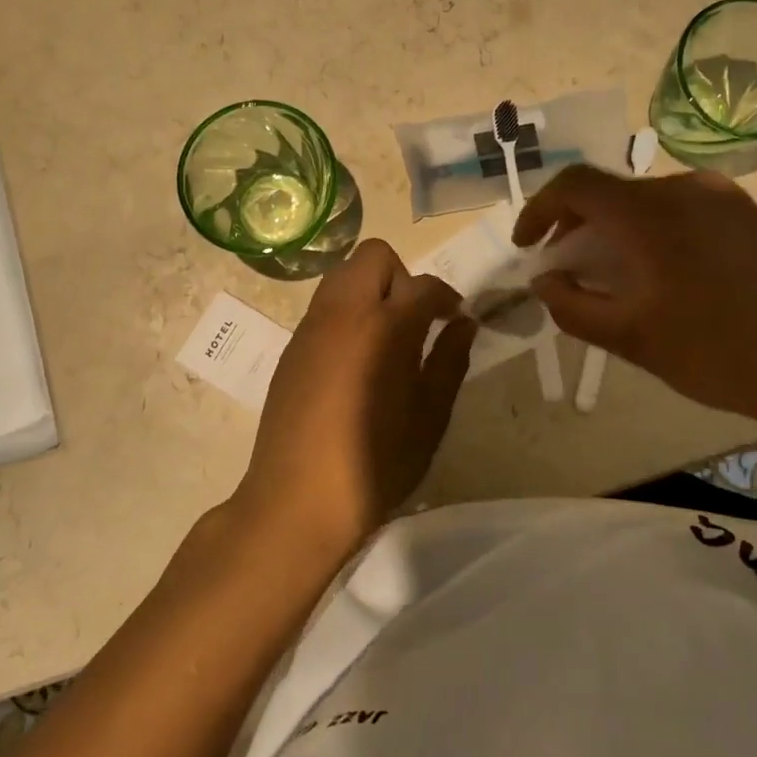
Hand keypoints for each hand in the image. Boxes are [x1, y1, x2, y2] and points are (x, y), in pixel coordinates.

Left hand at [234, 240, 476, 554]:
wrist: (297, 498)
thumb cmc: (376, 462)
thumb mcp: (430, 416)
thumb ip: (449, 360)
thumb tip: (464, 323)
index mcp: (385, 325)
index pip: (424, 284)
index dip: (446, 296)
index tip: (454, 319)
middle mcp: (343, 312)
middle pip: (374, 257)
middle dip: (402, 277)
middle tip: (415, 321)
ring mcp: (311, 327)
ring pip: (343, 276)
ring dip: (370, 291)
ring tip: (385, 338)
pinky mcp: (291, 347)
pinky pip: (324, 306)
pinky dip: (346, 314)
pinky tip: (355, 361)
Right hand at [512, 165, 756, 442]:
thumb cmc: (721, 355)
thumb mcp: (634, 340)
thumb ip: (574, 307)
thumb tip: (543, 281)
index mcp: (652, 214)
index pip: (575, 185)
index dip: (539, 210)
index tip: (528, 246)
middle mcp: (687, 189)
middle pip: (611, 191)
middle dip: (576, 225)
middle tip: (565, 268)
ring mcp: (724, 197)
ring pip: (647, 200)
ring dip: (615, 229)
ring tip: (611, 274)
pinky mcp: (749, 213)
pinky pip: (683, 209)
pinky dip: (652, 231)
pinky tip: (659, 272)